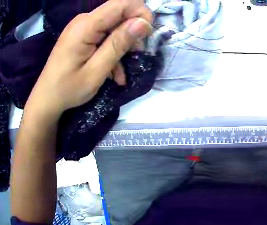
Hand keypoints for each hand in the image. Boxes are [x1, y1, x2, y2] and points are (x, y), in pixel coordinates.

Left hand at [26, 0, 152, 118]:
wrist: (45, 100)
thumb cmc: (67, 90)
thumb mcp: (95, 72)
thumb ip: (117, 45)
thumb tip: (143, 24)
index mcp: (85, 25)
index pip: (123, 3)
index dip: (141, 13)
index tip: (146, 35)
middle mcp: (84, 19)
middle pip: (118, 13)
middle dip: (131, 32)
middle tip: (134, 56)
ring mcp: (82, 26)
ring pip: (112, 25)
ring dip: (121, 45)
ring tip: (121, 71)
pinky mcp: (81, 34)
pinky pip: (102, 34)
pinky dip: (110, 49)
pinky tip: (112, 69)